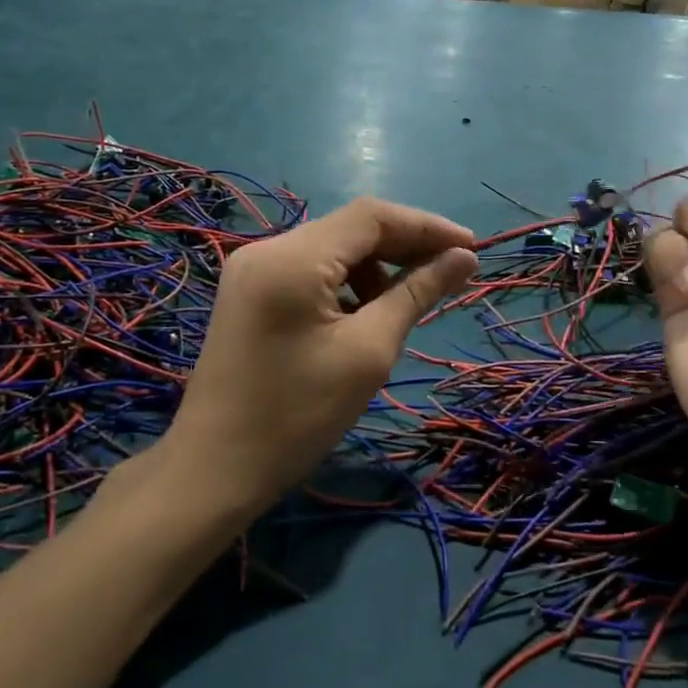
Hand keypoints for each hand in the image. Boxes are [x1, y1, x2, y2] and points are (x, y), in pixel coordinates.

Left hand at [168, 199, 477, 509]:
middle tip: (451, 274)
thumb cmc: (298, 416)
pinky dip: (345, 284)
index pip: (371, 216)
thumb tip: (464, 258)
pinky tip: (364, 316)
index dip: (426, 226)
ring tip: (405, 305)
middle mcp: (267, 248)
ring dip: (375, 268)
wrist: (215, 470)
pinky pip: (308, 271)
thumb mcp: (369, 352)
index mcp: (293, 257)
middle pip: (350, 229)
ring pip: (331, 249)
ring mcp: (251, 270)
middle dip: (403, 247)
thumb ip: (416, 294)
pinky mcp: (248, 292)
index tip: (472, 248)